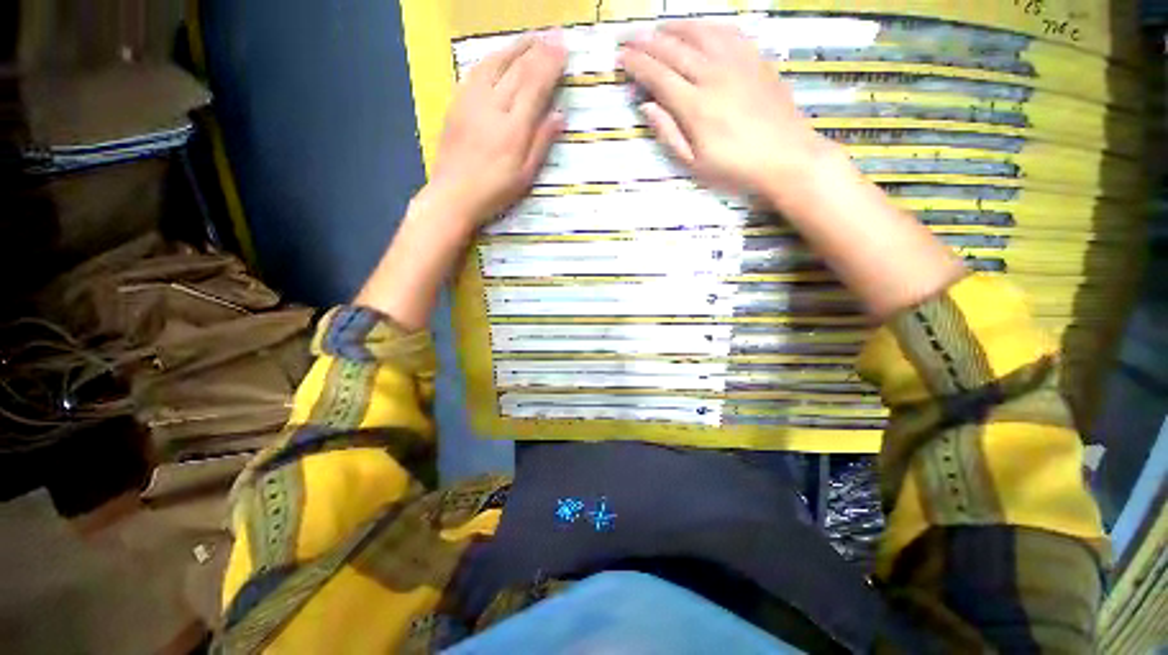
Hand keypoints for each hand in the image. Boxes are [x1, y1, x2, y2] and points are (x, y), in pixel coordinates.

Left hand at [429, 33, 566, 227]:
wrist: (453, 194)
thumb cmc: (495, 191)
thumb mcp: (526, 175)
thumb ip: (542, 142)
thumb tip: (560, 115)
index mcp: (513, 127)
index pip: (535, 85)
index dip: (550, 64)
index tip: (564, 47)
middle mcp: (492, 106)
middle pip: (517, 69)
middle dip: (538, 49)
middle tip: (554, 35)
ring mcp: (471, 101)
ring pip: (495, 63)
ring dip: (515, 47)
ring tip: (531, 38)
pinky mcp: (457, 103)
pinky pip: (476, 71)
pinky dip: (493, 58)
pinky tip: (500, 56)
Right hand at [619, 22, 836, 201]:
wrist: (786, 157)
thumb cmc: (735, 168)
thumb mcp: (694, 164)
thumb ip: (669, 134)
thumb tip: (647, 107)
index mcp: (695, 106)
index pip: (658, 76)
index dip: (637, 64)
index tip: (621, 57)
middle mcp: (713, 76)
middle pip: (673, 50)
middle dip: (646, 41)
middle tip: (629, 37)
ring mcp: (737, 63)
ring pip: (699, 33)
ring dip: (674, 28)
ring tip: (658, 29)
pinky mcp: (755, 59)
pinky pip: (727, 32)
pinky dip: (707, 26)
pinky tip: (698, 29)